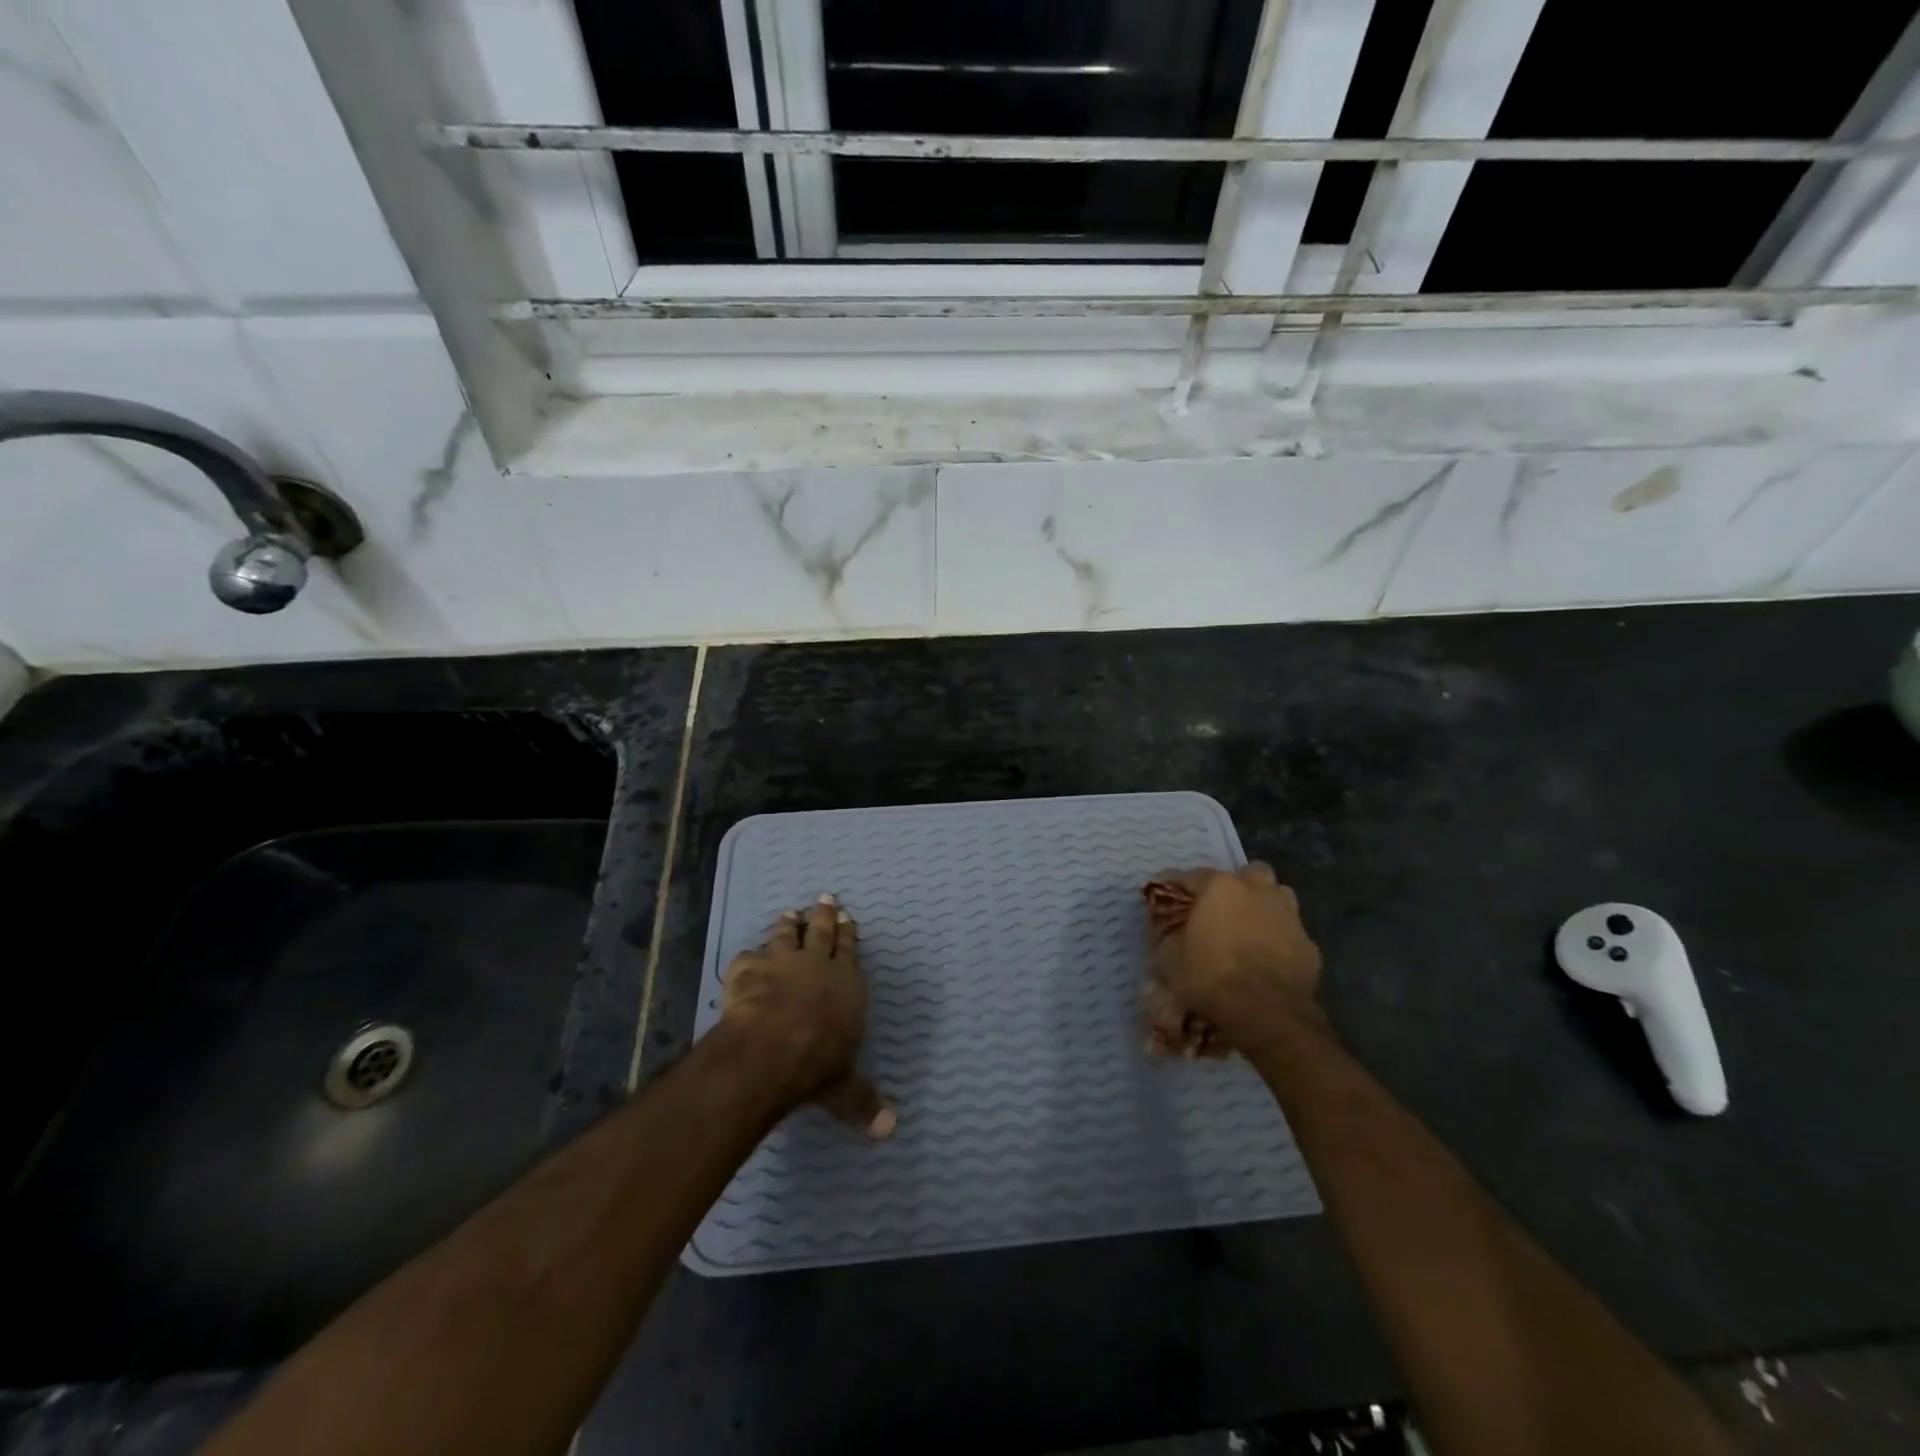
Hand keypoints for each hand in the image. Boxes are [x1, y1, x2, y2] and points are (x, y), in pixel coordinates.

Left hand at [720, 894, 895, 1138]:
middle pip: (821, 931)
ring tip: (789, 913)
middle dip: (824, 915)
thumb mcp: (844, 1087)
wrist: (770, 1048)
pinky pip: (749, 956)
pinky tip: (747, 957)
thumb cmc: (817, 1063)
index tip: (846, 915)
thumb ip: (862, 1102)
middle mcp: (817, 965)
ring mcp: (781, 962)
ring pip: (786, 935)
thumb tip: (891, 1131)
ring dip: (788, 924)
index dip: (848, 932)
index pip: (849, 950)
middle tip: (824, 899)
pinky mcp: (748, 969)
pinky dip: (750, 956)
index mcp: (846, 983)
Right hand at [1143, 863, 1322, 1054]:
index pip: (1191, 876)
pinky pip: (1291, 932)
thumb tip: (1168, 929)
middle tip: (1221, 908)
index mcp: (1220, 887)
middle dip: (1236, 885)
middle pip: (1248, 874)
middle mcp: (1257, 890)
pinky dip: (1280, 938)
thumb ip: (1167, 935)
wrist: (1266, 1013)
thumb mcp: (1169, 958)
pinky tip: (1269, 957)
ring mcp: (1288, 915)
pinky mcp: (1309, 944)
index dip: (1176, 886)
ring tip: (1249, 928)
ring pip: (1278, 896)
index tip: (1165, 895)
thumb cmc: (1210, 977)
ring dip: (1264, 905)